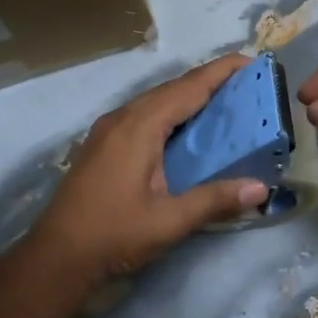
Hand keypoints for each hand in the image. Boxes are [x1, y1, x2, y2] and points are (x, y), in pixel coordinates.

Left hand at [28, 54, 269, 296]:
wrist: (56, 257)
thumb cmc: (113, 234)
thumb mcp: (170, 221)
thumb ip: (215, 200)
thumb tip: (261, 188)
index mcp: (140, 127)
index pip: (188, 88)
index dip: (221, 72)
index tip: (251, 61)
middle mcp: (122, 118)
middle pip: (172, 88)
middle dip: (209, 81)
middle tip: (245, 84)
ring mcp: (108, 130)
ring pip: (155, 100)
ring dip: (188, 96)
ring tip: (222, 101)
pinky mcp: (102, 144)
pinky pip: (142, 114)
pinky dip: (170, 111)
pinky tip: (184, 129)